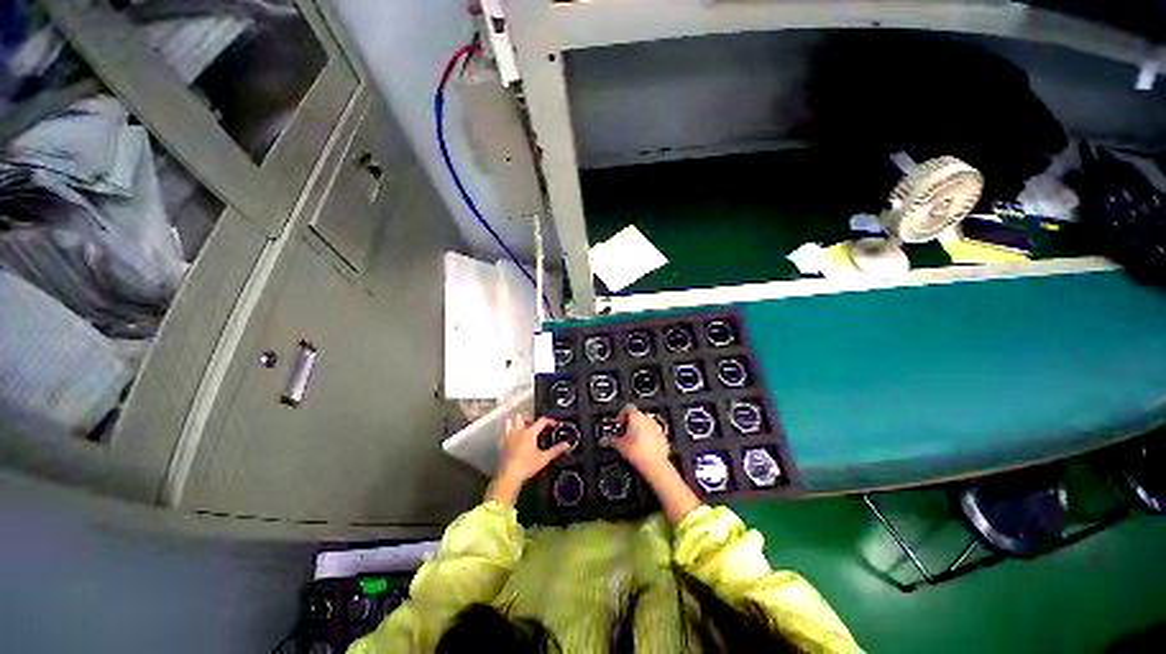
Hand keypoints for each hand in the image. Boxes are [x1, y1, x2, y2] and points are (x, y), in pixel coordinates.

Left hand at [487, 415, 568, 506]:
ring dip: (516, 422)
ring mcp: (508, 436)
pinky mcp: (501, 443)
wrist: (509, 476)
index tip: (554, 424)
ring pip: (509, 421)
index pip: (541, 421)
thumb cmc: (527, 466)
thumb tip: (566, 445)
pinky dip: (508, 431)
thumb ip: (556, 450)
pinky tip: (512, 438)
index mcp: (529, 432)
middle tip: (534, 425)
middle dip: (528, 418)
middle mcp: (518, 431)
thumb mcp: (544, 458)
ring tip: (522, 429)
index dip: (549, 421)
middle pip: (521, 416)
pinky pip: (503, 432)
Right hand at [608, 404, 700, 523]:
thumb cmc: (639, 454)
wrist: (655, 466)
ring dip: (639, 429)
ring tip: (633, 441)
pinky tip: (643, 447)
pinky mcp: (663, 436)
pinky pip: (654, 432)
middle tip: (624, 433)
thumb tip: (603, 441)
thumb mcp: (619, 446)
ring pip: (646, 423)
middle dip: (630, 423)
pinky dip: (648, 436)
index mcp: (636, 417)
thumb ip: (609, 440)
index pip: (627, 407)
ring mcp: (657, 427)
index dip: (621, 414)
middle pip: (637, 415)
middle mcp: (648, 419)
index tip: (619, 424)